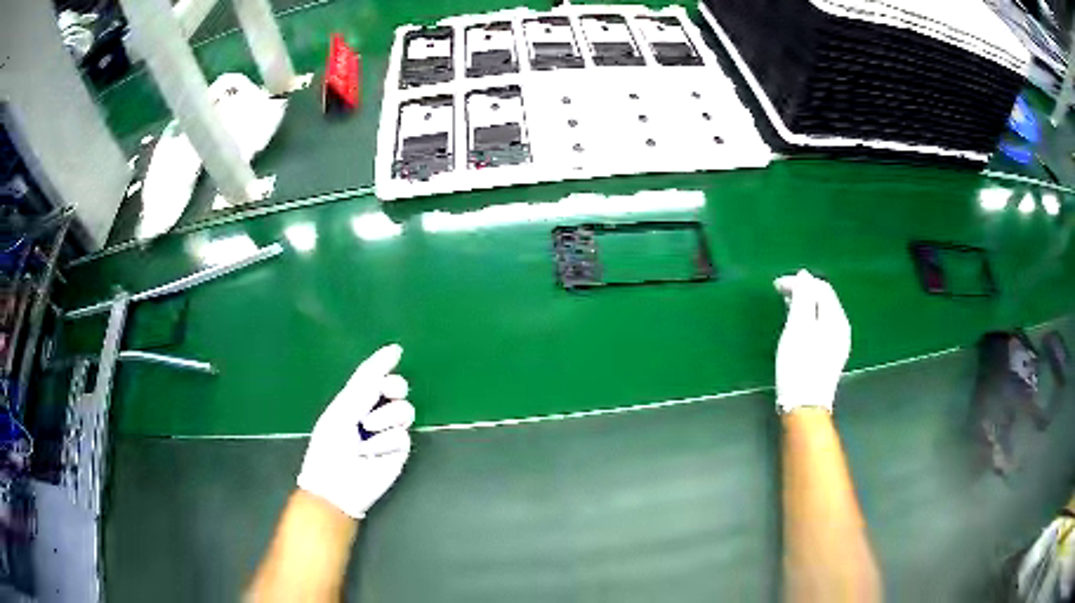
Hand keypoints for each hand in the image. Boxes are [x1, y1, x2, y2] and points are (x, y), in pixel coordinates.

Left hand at [297, 344, 415, 517]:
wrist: (336, 483)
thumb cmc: (330, 445)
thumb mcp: (343, 408)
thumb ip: (367, 382)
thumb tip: (393, 351)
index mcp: (355, 401)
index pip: (373, 376)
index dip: (384, 363)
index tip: (396, 352)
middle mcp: (374, 413)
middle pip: (397, 389)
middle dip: (394, 386)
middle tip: (387, 391)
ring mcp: (388, 433)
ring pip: (404, 410)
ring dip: (386, 416)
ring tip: (368, 429)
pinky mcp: (399, 452)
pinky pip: (402, 436)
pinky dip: (385, 441)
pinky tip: (372, 452)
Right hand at [773, 270, 850, 413]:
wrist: (805, 406)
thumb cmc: (799, 366)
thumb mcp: (798, 328)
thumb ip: (803, 298)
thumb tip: (805, 275)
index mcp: (835, 318)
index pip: (820, 288)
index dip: (799, 282)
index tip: (776, 286)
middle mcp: (841, 328)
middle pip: (824, 300)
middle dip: (803, 292)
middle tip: (779, 294)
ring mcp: (838, 343)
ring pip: (822, 314)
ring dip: (804, 306)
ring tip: (785, 307)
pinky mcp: (830, 356)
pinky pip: (821, 327)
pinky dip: (808, 320)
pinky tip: (796, 328)